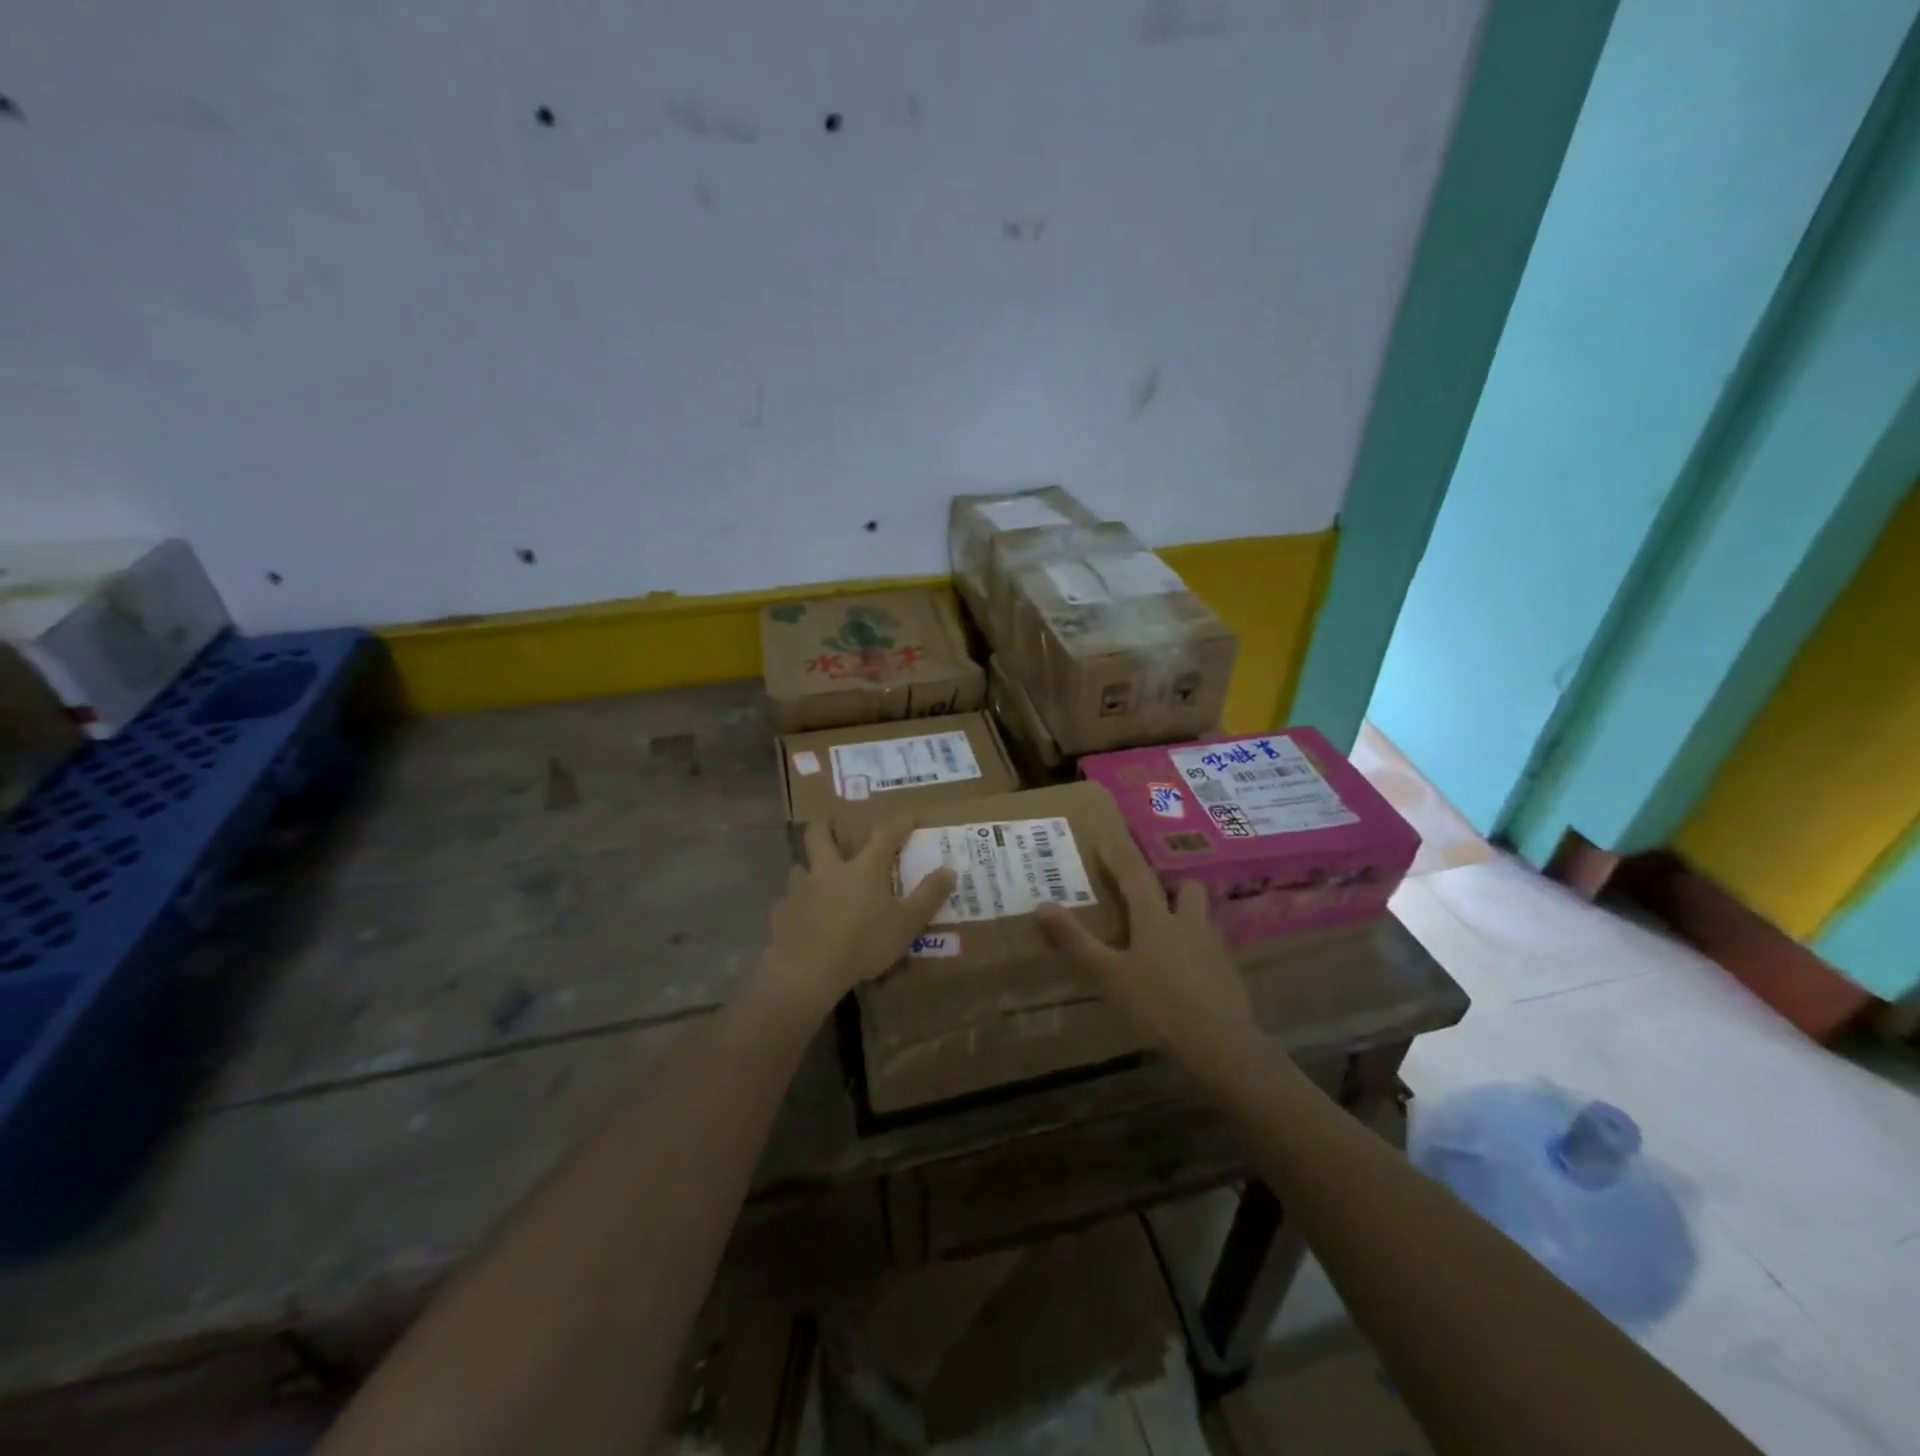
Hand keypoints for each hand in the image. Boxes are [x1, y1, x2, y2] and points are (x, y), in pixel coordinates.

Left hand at [760, 816, 957, 1012]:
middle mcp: (829, 870)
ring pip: (799, 866)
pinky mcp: (782, 913)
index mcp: (863, 869)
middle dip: (826, 825)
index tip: (910, 813)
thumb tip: (949, 871)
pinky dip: (796, 903)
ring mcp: (801, 890)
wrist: (808, 970)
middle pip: (819, 835)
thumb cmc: (864, 943)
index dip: (900, 822)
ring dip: (808, 866)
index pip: (885, 835)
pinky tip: (801, 915)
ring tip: (815, 875)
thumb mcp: (907, 923)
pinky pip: (788, 901)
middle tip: (832, 823)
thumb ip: (929, 896)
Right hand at [1034, 833, 1255, 1064]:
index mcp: (1156, 918)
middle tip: (1151, 894)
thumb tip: (1042, 906)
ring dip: (1186, 916)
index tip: (1104, 837)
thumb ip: (1076, 941)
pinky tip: (1185, 974)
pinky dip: (1197, 952)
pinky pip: (1211, 950)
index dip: (1117, 855)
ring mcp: (1214, 949)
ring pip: (1202, 918)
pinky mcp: (1229, 975)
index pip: (1134, 874)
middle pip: (1186, 888)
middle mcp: (1189, 923)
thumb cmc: (1158, 1004)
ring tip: (1168, 934)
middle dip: (1170, 885)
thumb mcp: (1109, 975)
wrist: (1221, 1045)